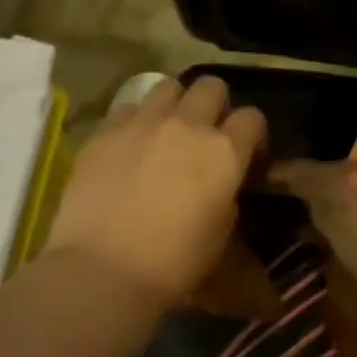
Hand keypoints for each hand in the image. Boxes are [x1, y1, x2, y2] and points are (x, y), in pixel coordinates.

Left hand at [45, 75, 265, 303]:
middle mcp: (187, 125)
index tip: (247, 155)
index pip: (252, 117)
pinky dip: (136, 122)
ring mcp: (141, 123)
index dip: (253, 134)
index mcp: (224, 152)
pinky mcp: (104, 131)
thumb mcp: (221, 232)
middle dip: (215, 105)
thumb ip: (226, 194)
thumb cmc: (174, 263)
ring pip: (167, 87)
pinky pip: (128, 109)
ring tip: (166, 134)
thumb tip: (219, 183)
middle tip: (206, 135)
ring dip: (174, 106)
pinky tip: (130, 148)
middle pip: (211, 86)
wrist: (104, 269)